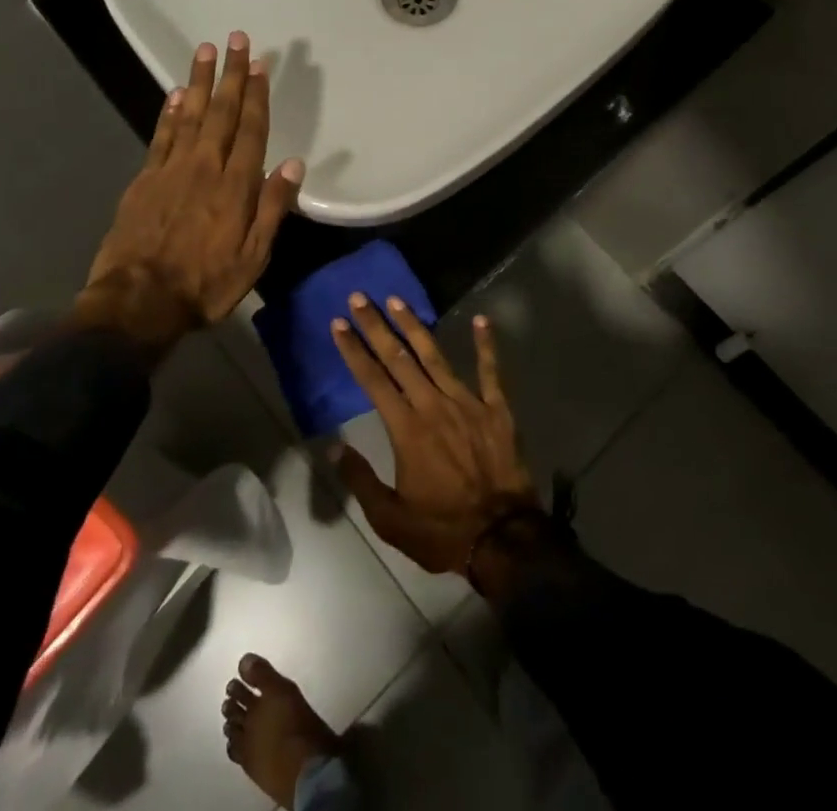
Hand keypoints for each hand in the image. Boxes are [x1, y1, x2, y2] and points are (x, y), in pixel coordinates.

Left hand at [77, 32, 303, 355]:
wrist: (137, 303)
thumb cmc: (205, 285)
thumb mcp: (254, 258)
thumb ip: (273, 209)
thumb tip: (294, 166)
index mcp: (235, 187)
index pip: (251, 130)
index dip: (257, 95)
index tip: (261, 64)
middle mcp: (205, 167)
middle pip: (221, 112)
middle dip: (231, 75)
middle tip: (237, 39)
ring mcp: (171, 170)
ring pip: (190, 115)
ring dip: (201, 81)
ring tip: (207, 50)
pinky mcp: (145, 180)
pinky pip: (161, 136)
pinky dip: (170, 112)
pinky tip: (177, 93)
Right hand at [328, 294, 537, 575]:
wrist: (502, 537)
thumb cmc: (441, 530)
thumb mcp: (390, 518)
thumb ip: (360, 479)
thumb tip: (334, 446)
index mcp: (406, 429)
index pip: (373, 380)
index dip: (354, 350)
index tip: (339, 323)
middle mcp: (433, 405)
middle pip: (399, 358)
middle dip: (377, 326)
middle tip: (361, 297)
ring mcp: (467, 402)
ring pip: (436, 356)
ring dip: (414, 326)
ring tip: (398, 300)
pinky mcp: (497, 409)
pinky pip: (491, 371)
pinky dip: (486, 344)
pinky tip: (482, 320)